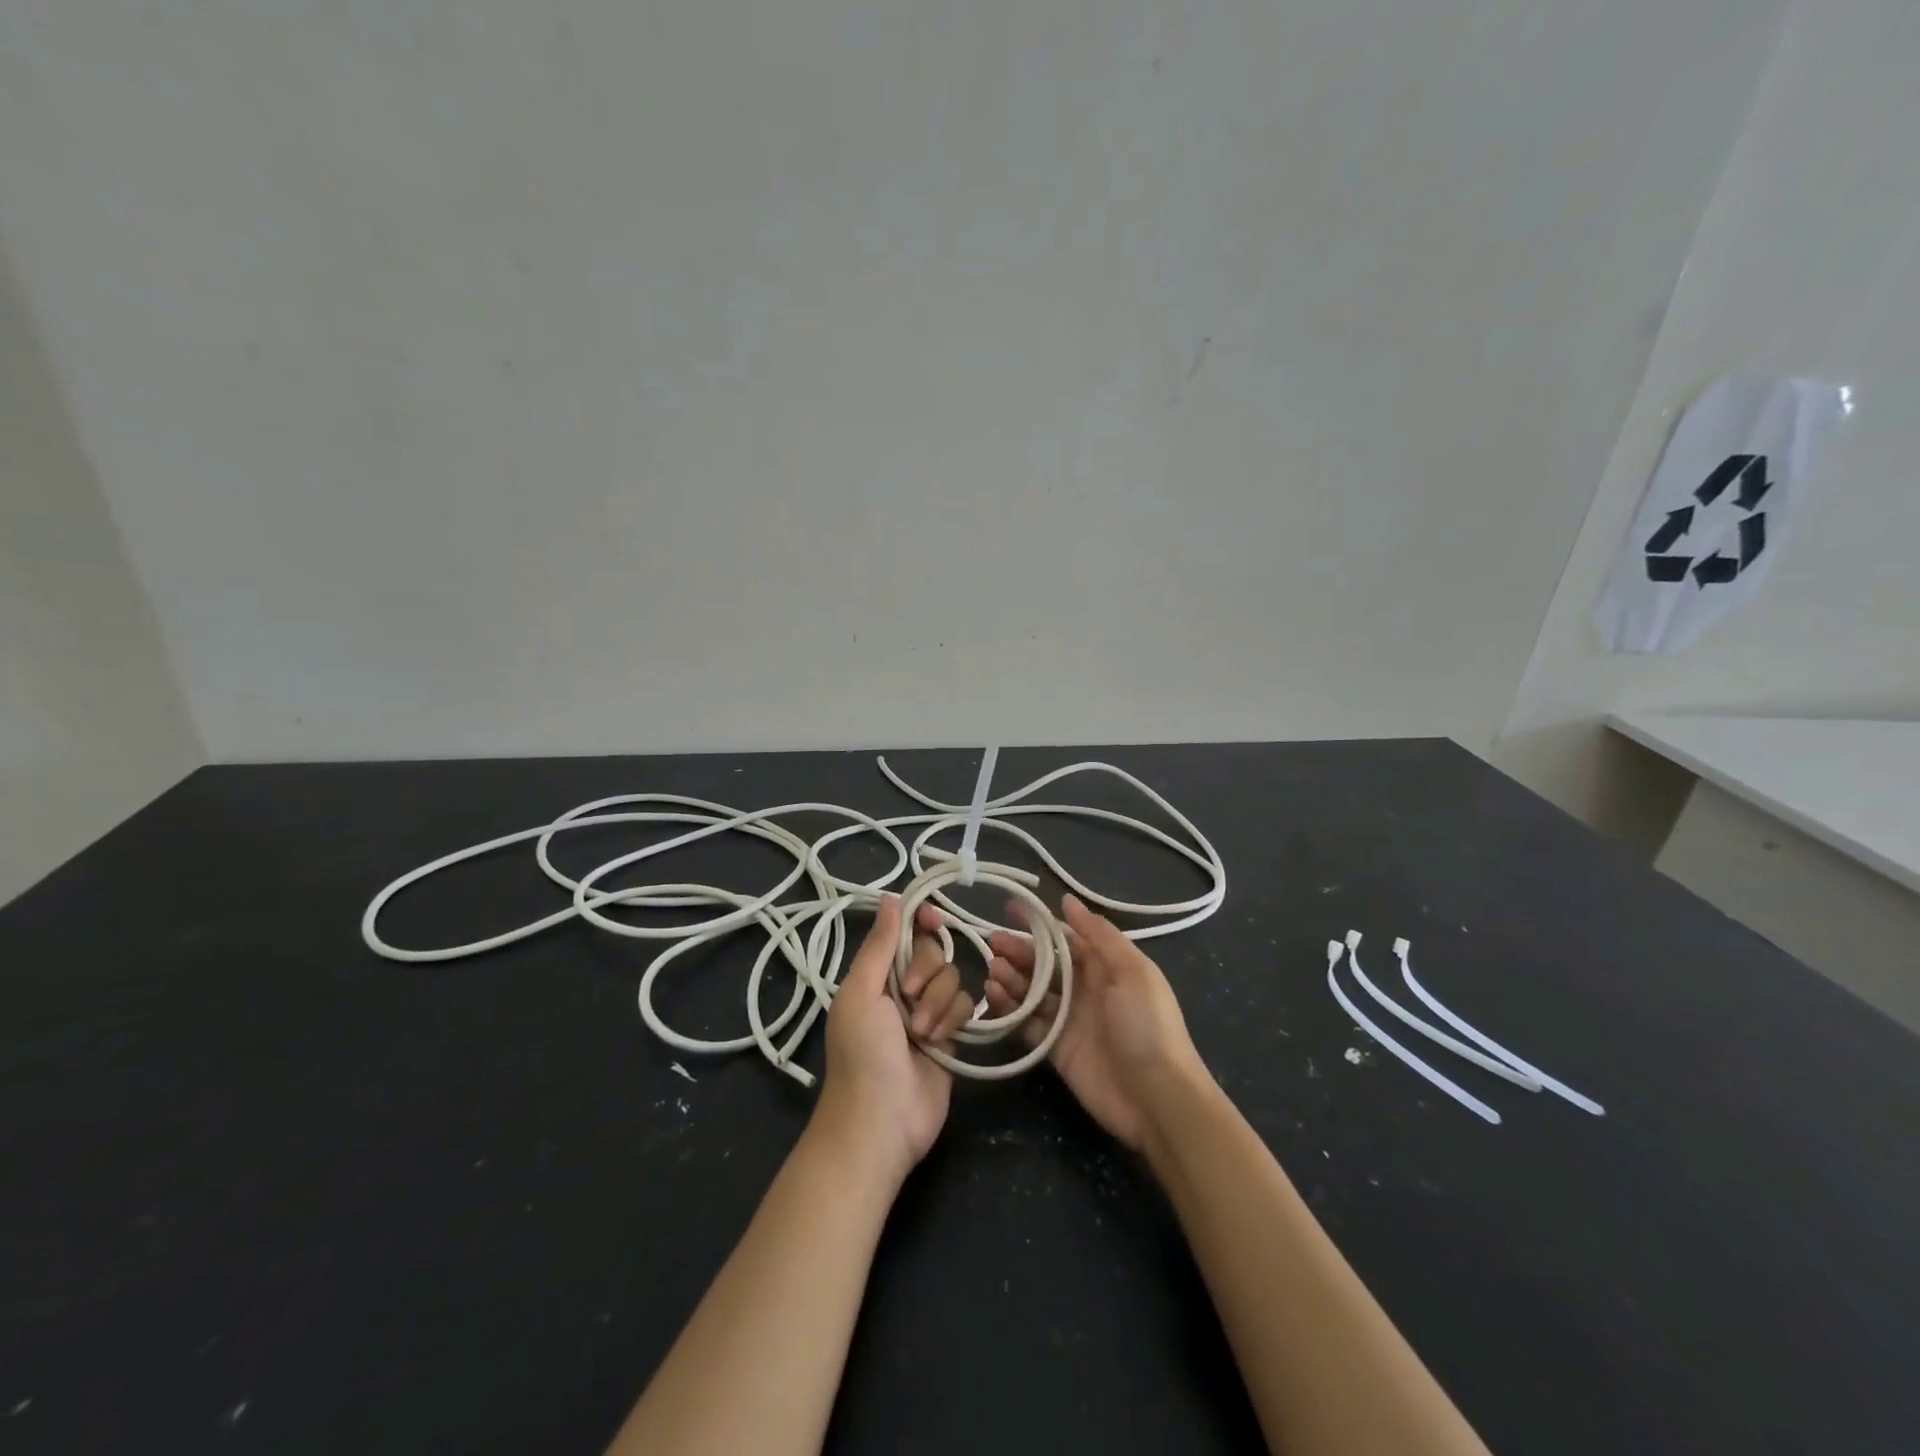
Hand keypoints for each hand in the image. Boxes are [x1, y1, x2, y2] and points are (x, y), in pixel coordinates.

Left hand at [813, 897, 976, 1189]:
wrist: (881, 1122)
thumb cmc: (862, 1053)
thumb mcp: (861, 993)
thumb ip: (879, 945)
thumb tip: (891, 897)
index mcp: (876, 974)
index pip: (905, 932)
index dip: (922, 921)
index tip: (936, 919)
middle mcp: (902, 988)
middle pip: (934, 952)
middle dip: (927, 972)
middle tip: (910, 998)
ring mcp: (929, 1012)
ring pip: (954, 978)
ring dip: (939, 1003)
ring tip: (922, 1033)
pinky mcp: (952, 1036)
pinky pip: (966, 1006)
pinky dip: (955, 1020)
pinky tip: (941, 1041)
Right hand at [983, 894, 1209, 1151]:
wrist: (1157, 1098)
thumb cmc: (1148, 1026)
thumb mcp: (1132, 972)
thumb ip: (1100, 936)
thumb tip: (1068, 900)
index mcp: (1107, 968)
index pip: (1067, 939)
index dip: (1040, 924)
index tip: (1011, 909)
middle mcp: (1086, 990)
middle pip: (1046, 964)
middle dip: (1020, 950)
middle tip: (994, 941)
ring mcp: (1069, 1021)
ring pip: (1033, 992)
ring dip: (1012, 977)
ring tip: (993, 969)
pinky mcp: (1056, 1050)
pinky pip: (1027, 1024)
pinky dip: (1010, 1009)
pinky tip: (994, 996)